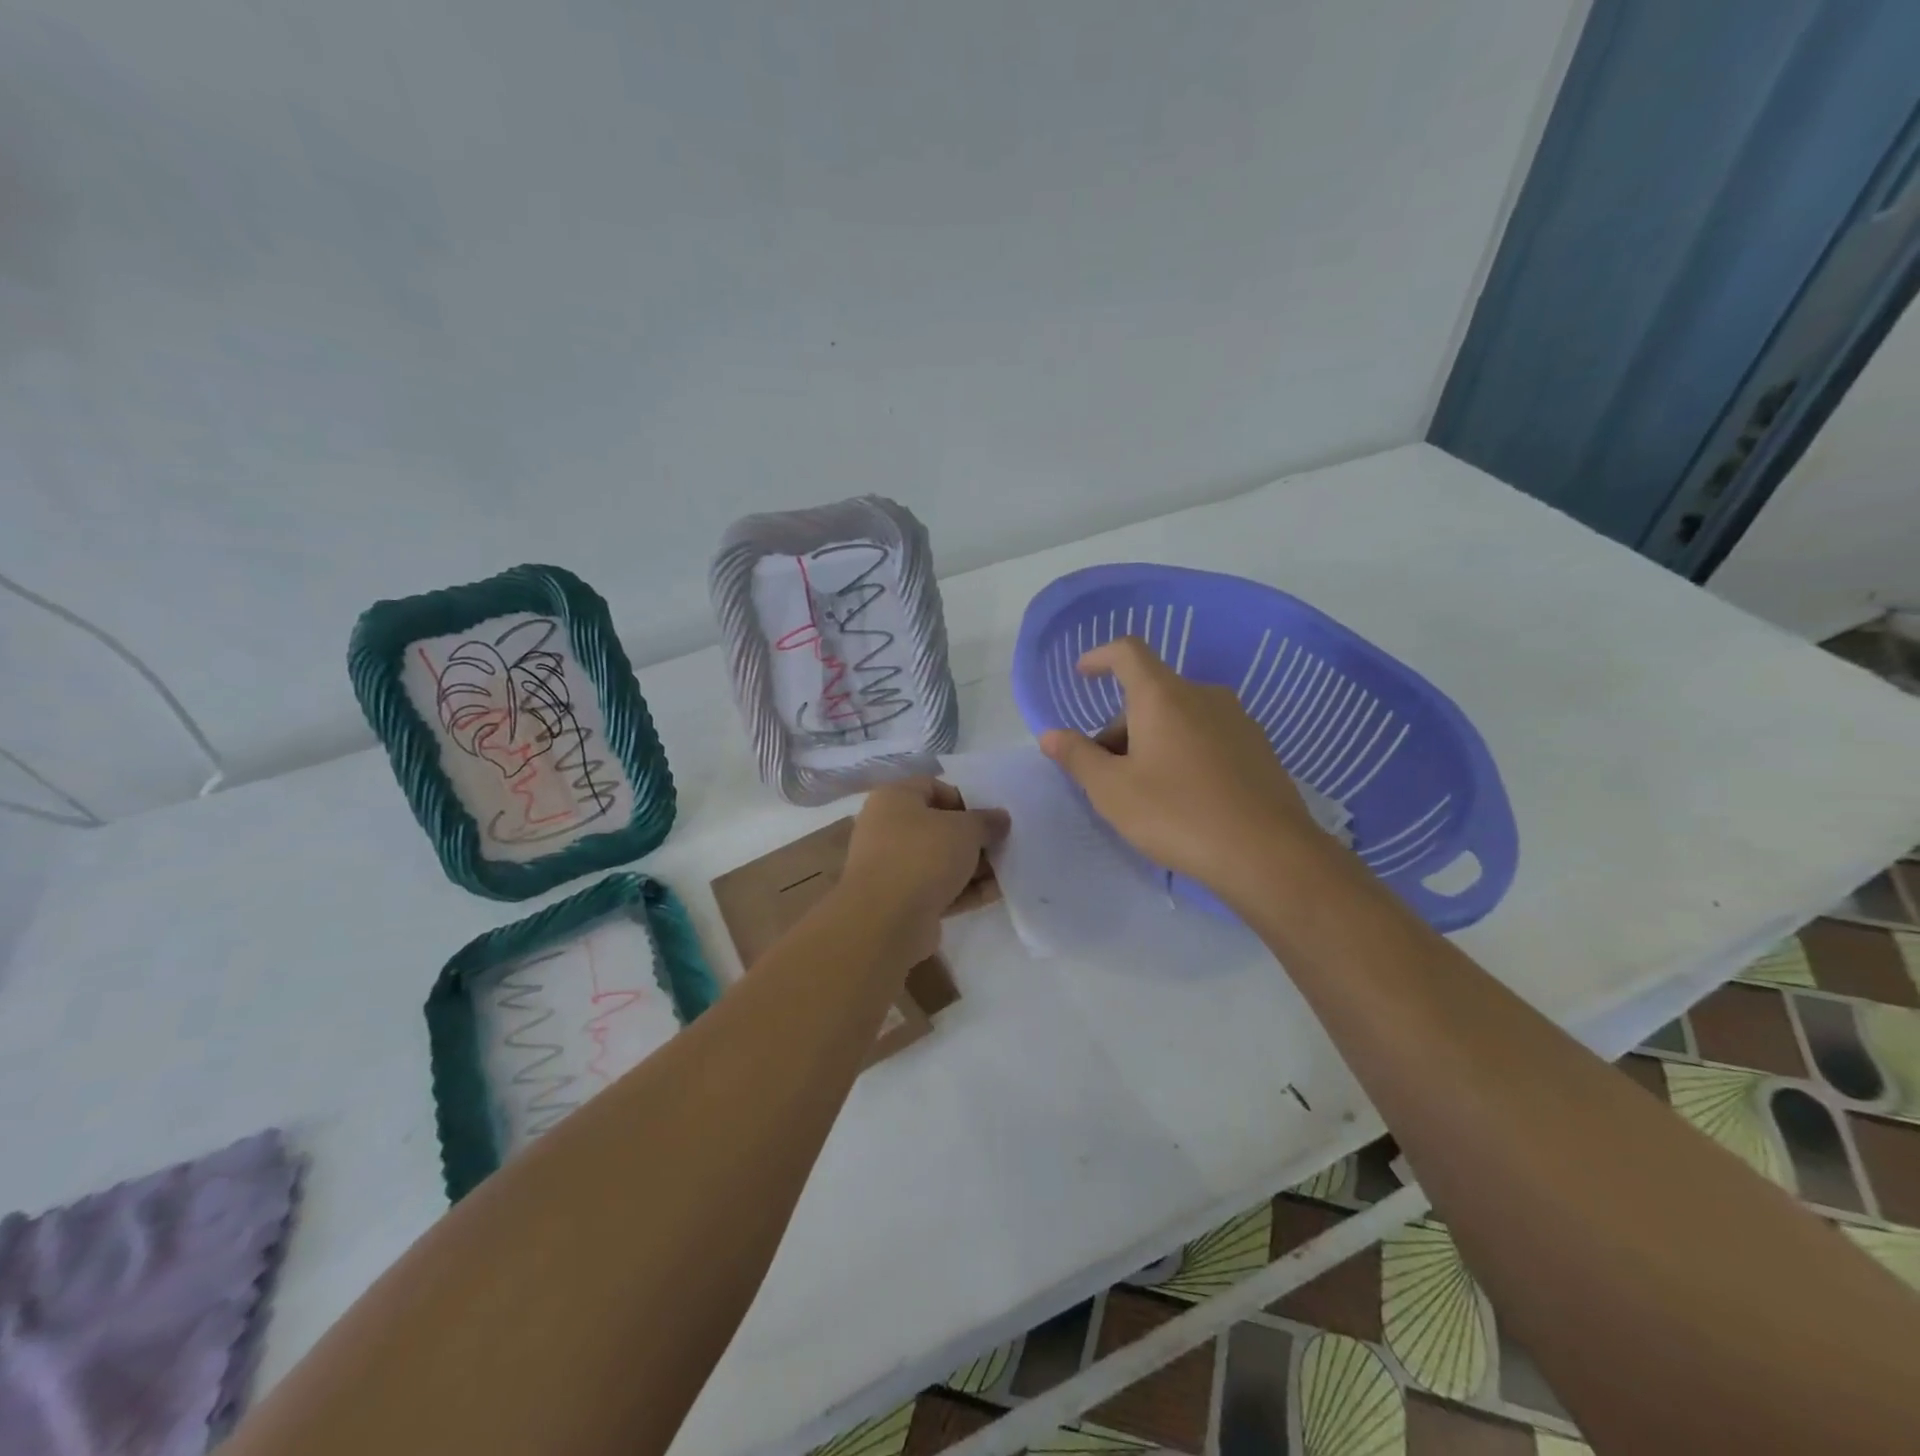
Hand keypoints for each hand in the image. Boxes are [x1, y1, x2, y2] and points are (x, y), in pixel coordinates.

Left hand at [837, 779, 1008, 961]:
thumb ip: (986, 821)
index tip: (990, 815)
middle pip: (938, 826)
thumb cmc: (923, 855)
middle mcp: (887, 829)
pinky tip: (996, 893)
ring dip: (972, 866)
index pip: (932, 787)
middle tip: (1003, 843)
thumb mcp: (965, 829)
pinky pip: (938, 889)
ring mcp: (892, 867)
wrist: (886, 920)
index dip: (964, 798)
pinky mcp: (901, 901)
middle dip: (972, 837)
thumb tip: (1000, 818)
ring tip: (1007, 870)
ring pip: (939, 861)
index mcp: (893, 799)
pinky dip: (964, 890)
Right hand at [1039, 637, 1328, 905]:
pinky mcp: (1259, 748)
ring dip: (1151, 740)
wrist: (1268, 854)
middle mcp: (1203, 695)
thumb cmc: (1177, 815)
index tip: (1082, 674)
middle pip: (1150, 694)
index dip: (1099, 657)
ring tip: (1143, 791)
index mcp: (1163, 696)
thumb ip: (1077, 757)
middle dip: (1120, 725)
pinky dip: (1183, 751)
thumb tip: (1050, 734)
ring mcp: (1237, 720)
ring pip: (1179, 717)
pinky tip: (1183, 797)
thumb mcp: (1112, 790)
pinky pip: (1206, 735)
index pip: (1128, 652)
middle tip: (1105, 773)